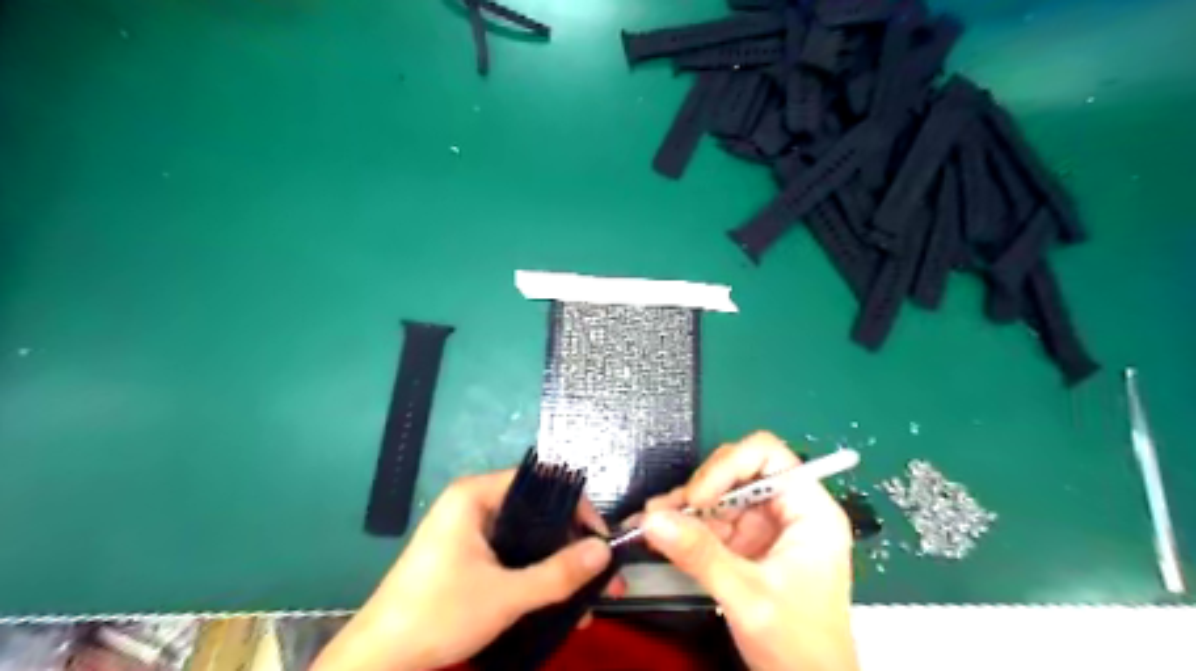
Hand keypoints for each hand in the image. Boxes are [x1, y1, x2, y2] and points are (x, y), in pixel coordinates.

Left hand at [312, 470, 620, 666]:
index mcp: (475, 495)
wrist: (377, 661)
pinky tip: (558, 604)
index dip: (576, 508)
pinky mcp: (466, 556)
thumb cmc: (438, 614)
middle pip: (537, 512)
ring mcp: (468, 531)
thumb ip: (559, 573)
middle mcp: (473, 504)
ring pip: (527, 538)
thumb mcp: (506, 595)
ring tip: (587, 600)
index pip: (541, 483)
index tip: (600, 541)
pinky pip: (511, 555)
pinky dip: (535, 574)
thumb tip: (604, 551)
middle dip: (572, 546)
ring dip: (557, 566)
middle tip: (602, 576)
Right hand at [647, 432, 858, 667]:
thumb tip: (654, 520)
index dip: (729, 466)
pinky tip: (660, 534)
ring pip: (719, 494)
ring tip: (652, 521)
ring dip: (685, 506)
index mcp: (809, 510)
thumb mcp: (748, 597)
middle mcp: (787, 510)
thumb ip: (701, 555)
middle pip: (738, 471)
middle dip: (700, 488)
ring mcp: (765, 526)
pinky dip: (685, 526)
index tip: (699, 497)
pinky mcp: (747, 544)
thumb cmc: (799, 646)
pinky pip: (712, 521)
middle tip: (666, 511)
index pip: (767, 456)